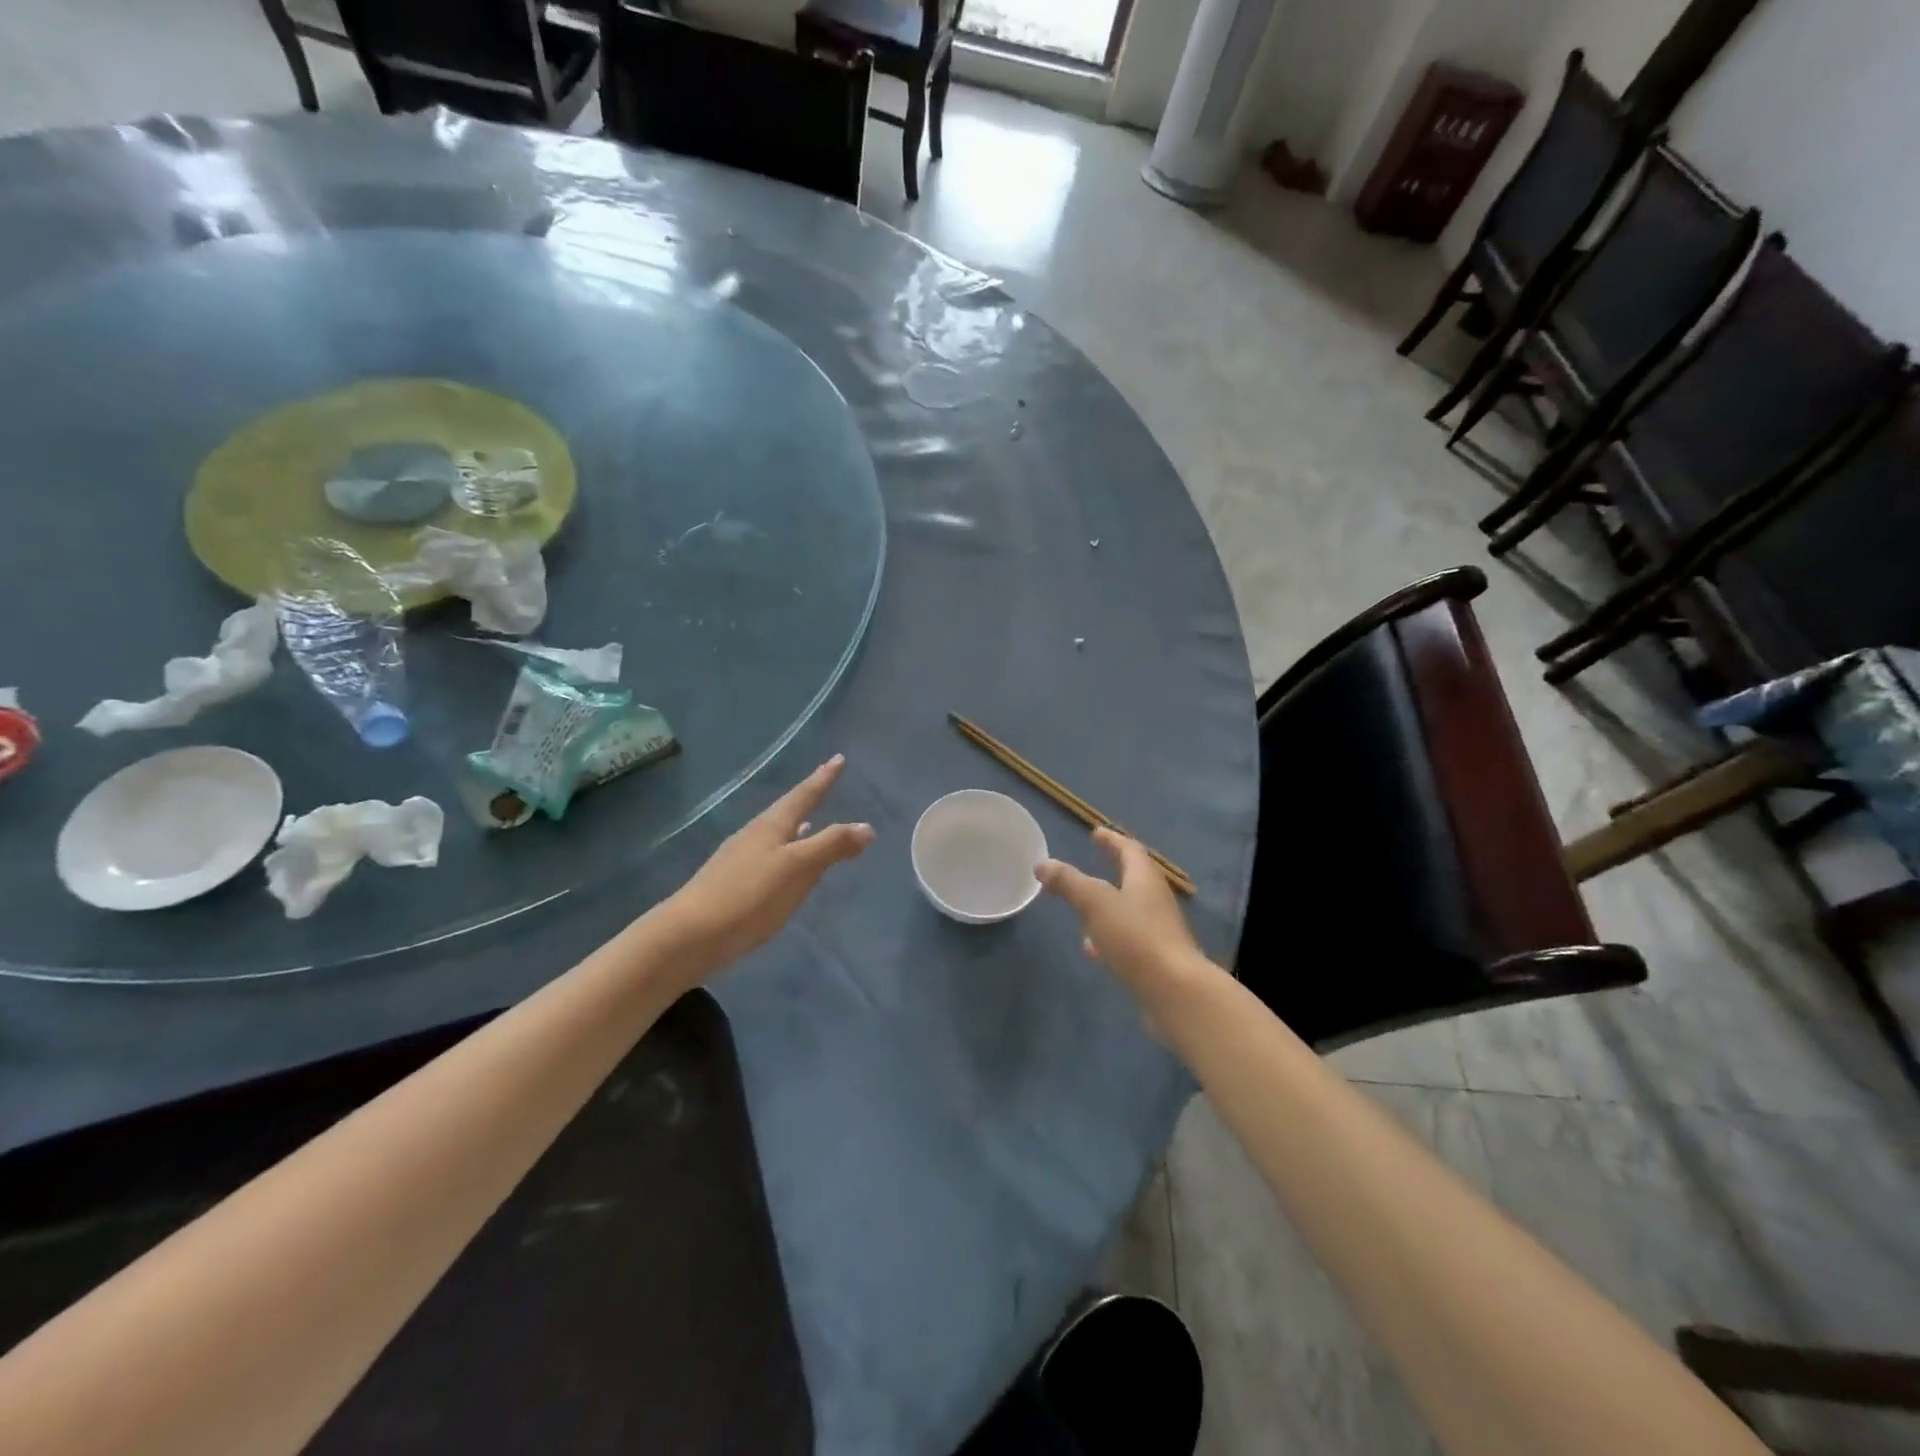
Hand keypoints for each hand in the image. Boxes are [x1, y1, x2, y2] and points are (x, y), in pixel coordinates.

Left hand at [654, 755, 873, 981]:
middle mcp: (754, 836)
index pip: (804, 795)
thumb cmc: (749, 896)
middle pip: (787, 812)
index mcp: (771, 826)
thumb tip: (867, 827)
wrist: (689, 936)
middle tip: (825, 785)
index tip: (838, 758)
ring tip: (812, 825)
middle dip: (808, 800)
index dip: (823, 778)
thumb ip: (831, 846)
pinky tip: (788, 870)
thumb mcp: (797, 868)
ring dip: (798, 829)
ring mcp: (740, 860)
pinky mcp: (733, 885)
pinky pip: (769, 860)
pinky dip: (786, 856)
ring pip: (777, 836)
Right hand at [1037, 828, 1214, 1012]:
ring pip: (1129, 910)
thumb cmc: (1136, 938)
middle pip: (1133, 878)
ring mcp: (1158, 931)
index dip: (1112, 840)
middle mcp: (1155, 900)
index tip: (1096, 832)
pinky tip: (1092, 949)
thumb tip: (1042, 864)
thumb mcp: (1095, 903)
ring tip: (1083, 907)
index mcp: (1144, 879)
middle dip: (1111, 869)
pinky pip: (1128, 939)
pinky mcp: (1155, 960)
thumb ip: (1068, 882)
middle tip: (1091, 862)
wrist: (1175, 992)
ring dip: (1108, 905)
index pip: (1129, 850)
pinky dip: (1109, 936)